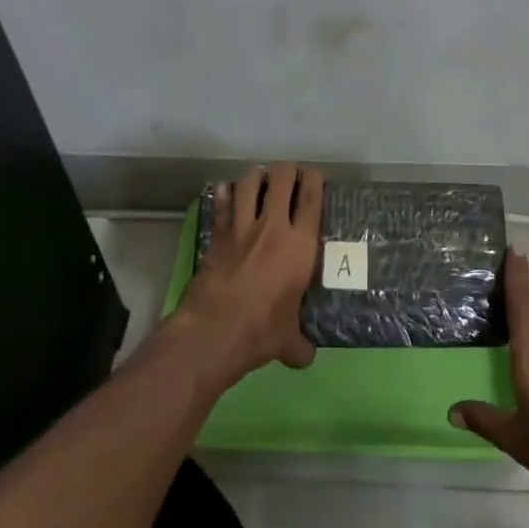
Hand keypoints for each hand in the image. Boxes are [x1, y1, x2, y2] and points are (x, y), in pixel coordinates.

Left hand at [165, 163, 324, 393]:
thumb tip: (305, 357)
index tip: (315, 175)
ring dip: (256, 176)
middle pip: (281, 179)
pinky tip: (226, 190)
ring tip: (260, 178)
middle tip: (289, 176)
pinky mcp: (217, 235)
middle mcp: (273, 227)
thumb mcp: (287, 341)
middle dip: (287, 171)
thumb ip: (299, 344)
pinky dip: (225, 193)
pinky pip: (222, 203)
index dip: (315, 180)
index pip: (312, 199)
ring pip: (249, 183)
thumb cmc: (260, 332)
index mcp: (300, 245)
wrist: (213, 331)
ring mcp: (241, 228)